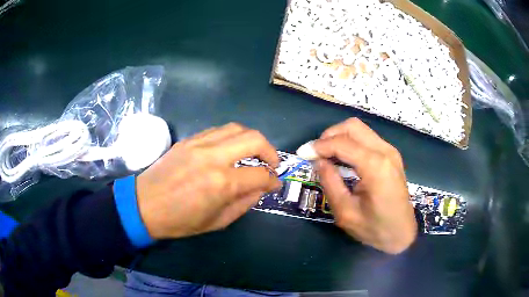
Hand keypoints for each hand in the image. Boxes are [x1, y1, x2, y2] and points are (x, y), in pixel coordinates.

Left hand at [136, 123, 281, 239]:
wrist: (145, 205)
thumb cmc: (181, 220)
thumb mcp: (218, 221)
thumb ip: (244, 202)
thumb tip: (261, 188)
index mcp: (222, 183)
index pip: (260, 174)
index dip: (273, 180)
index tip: (275, 184)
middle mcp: (213, 157)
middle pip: (254, 139)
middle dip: (270, 150)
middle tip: (271, 163)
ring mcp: (199, 144)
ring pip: (236, 128)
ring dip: (252, 139)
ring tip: (254, 152)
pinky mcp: (188, 140)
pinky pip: (217, 131)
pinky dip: (231, 137)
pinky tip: (230, 149)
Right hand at [314, 118, 416, 253]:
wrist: (402, 234)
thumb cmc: (375, 229)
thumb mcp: (346, 213)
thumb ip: (330, 183)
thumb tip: (318, 161)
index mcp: (376, 166)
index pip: (342, 143)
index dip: (319, 146)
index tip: (302, 154)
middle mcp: (385, 151)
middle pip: (352, 127)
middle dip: (329, 136)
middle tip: (315, 153)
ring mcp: (390, 151)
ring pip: (359, 129)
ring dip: (339, 137)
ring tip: (326, 155)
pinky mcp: (391, 155)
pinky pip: (367, 138)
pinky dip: (350, 142)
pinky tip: (342, 158)